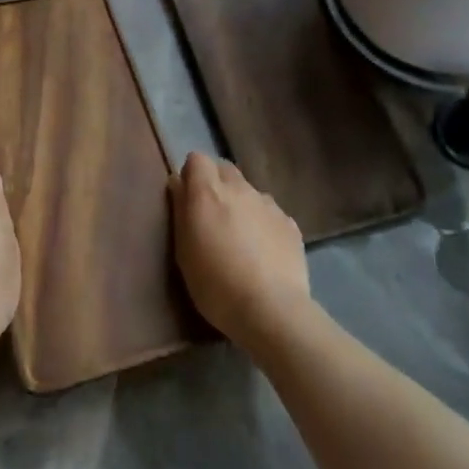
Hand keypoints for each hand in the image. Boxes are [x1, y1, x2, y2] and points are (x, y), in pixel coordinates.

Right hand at [169, 151, 310, 351]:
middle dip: (216, 184)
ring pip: (249, 192)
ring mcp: (268, 204)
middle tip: (212, 218)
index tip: (188, 199)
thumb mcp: (184, 251)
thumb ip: (181, 211)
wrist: (271, 310)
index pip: (197, 159)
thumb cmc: (216, 284)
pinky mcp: (289, 223)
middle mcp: (239, 188)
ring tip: (241, 239)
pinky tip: (264, 254)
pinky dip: (263, 224)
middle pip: (224, 169)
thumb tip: (178, 184)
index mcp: (208, 192)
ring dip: (241, 205)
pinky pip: (270, 213)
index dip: (191, 175)